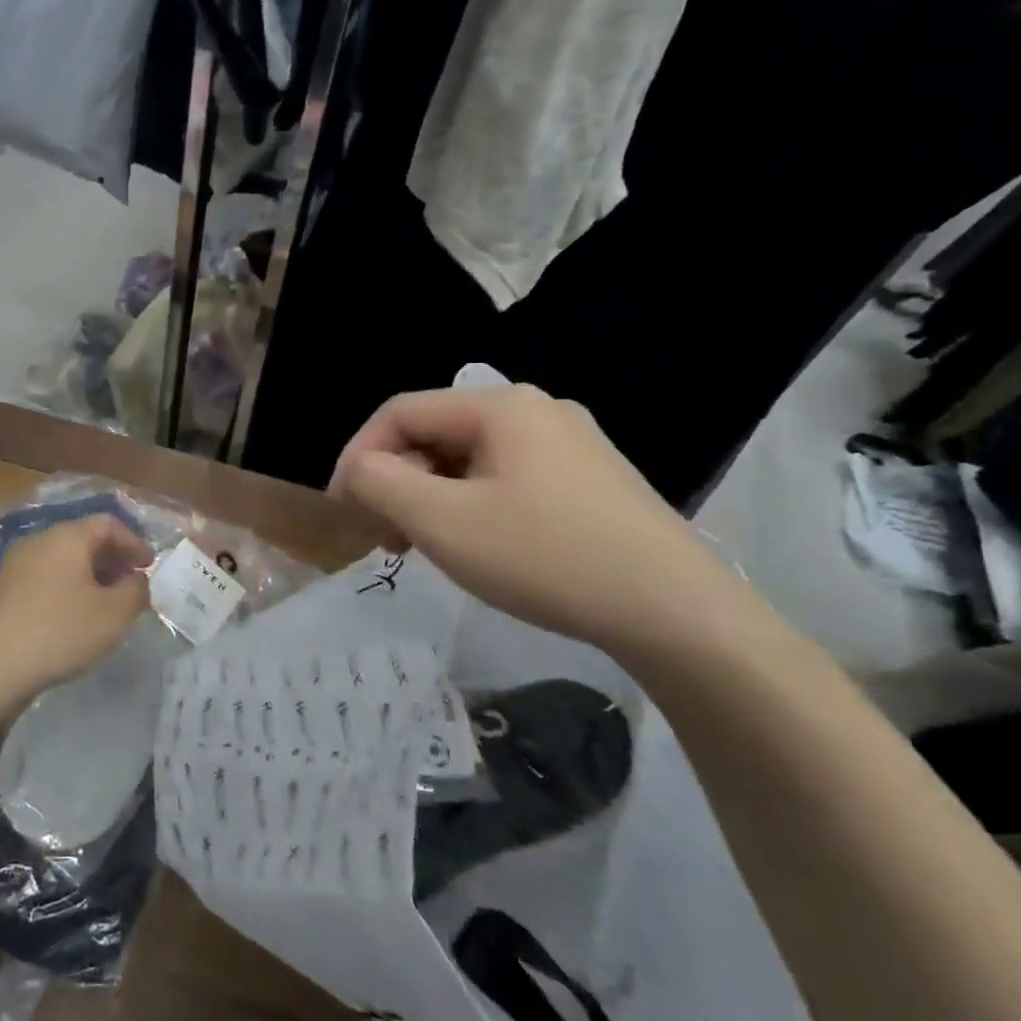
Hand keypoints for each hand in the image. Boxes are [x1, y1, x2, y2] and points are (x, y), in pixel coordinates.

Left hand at [0, 516, 152, 700]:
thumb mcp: (114, 614)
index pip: (108, 523)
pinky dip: (65, 591)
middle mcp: (38, 541)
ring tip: (104, 607)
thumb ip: (135, 591)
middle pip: (83, 540)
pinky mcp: (0, 592)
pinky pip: (43, 580)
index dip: (133, 542)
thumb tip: (135, 579)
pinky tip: (70, 621)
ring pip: (61, 561)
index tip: (149, 566)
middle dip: (111, 560)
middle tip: (130, 586)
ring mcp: (14, 565)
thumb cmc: (59, 630)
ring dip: (88, 577)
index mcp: (67, 536)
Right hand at [331, 386, 767, 659]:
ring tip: (423, 545)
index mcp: (500, 406)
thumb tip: (358, 470)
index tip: (342, 509)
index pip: (400, 412)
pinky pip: (505, 479)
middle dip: (396, 480)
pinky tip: (475, 545)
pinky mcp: (589, 481)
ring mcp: (569, 445)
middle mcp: (536, 410)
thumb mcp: (443, 522)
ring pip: (469, 459)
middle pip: (435, 433)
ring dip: (430, 496)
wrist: (679, 614)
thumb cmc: (546, 557)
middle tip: (382, 534)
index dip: (357, 455)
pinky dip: (470, 505)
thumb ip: (380, 484)